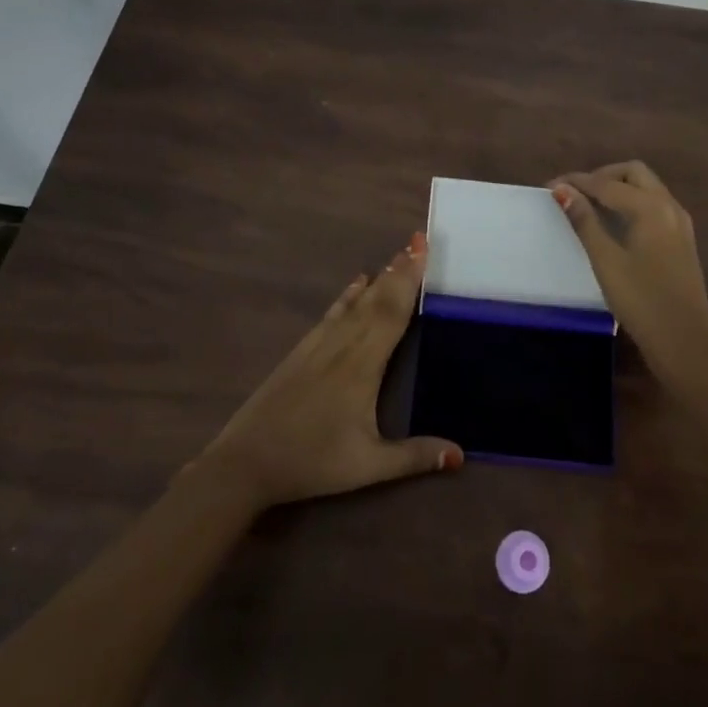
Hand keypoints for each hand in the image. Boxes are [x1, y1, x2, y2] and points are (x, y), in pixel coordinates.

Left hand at [197, 232, 462, 509]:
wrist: (246, 462)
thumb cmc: (312, 462)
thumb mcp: (367, 466)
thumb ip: (414, 456)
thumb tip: (461, 454)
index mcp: (364, 365)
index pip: (393, 313)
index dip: (411, 280)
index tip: (424, 250)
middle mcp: (344, 344)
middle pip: (378, 299)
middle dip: (401, 269)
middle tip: (419, 240)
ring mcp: (320, 344)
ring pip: (357, 302)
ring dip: (381, 277)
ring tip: (399, 255)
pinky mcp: (302, 350)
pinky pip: (333, 312)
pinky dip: (349, 294)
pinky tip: (359, 281)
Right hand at [549, 162, 707, 391]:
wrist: (685, 344)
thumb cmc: (641, 302)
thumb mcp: (606, 261)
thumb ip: (584, 221)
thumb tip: (562, 190)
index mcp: (650, 207)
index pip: (607, 183)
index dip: (577, 182)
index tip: (550, 186)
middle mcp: (669, 206)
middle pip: (633, 173)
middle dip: (602, 176)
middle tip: (575, 193)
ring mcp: (680, 223)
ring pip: (647, 187)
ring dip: (619, 187)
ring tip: (590, 205)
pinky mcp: (682, 239)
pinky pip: (655, 204)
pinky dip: (633, 201)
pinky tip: (616, 222)